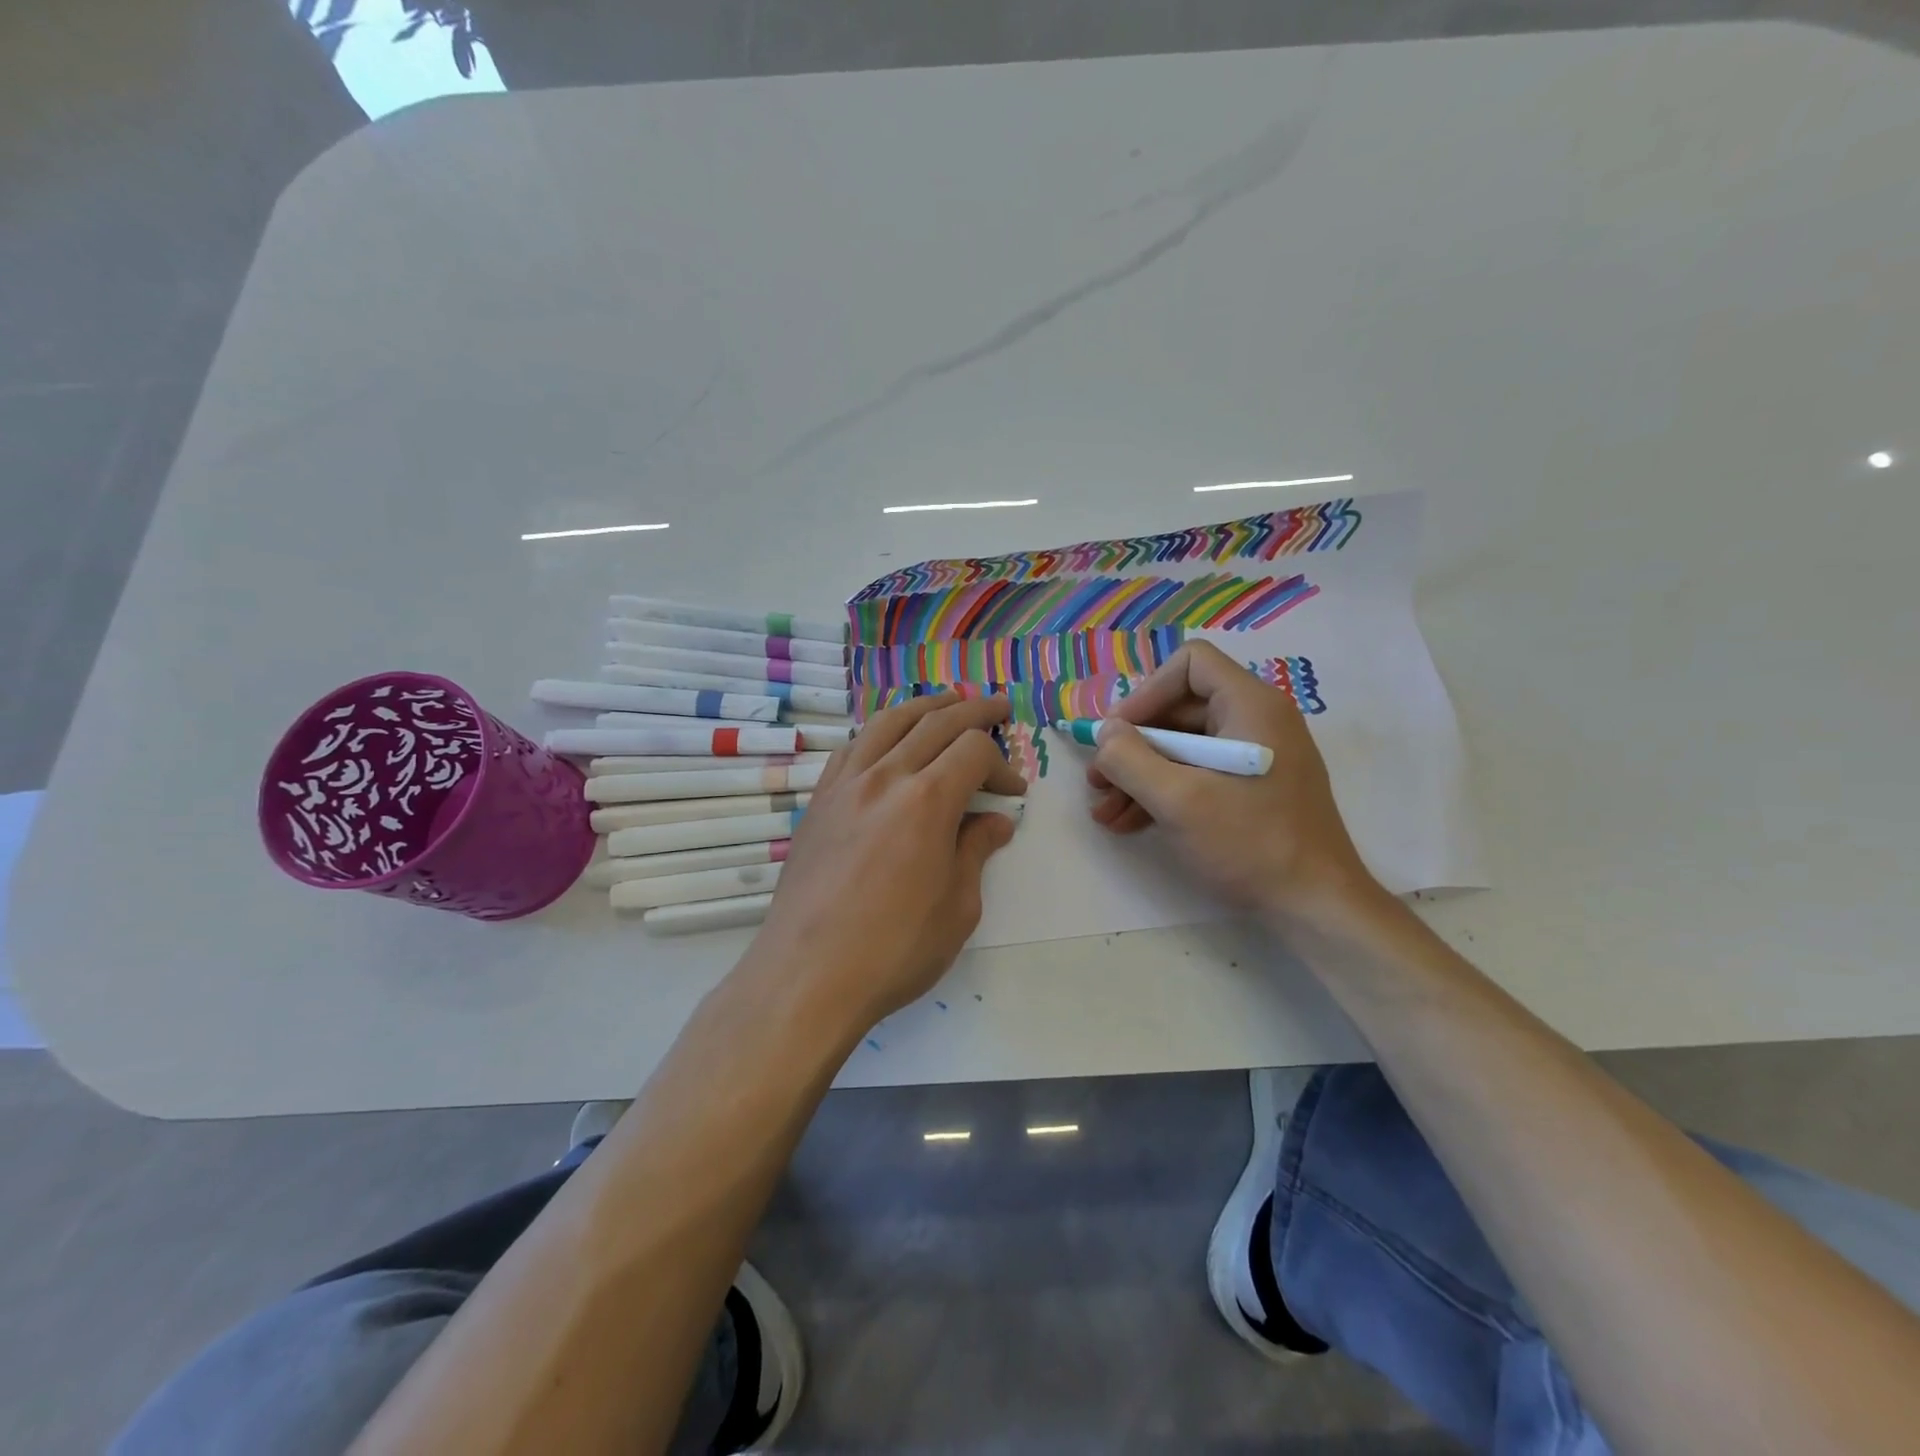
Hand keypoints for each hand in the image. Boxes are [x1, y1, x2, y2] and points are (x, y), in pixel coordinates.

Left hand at [746, 693, 1027, 1033]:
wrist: (807, 975)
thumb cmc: (894, 950)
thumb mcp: (957, 907)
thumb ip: (976, 852)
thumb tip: (995, 821)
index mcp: (926, 801)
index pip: (973, 751)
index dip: (1001, 763)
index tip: (1013, 792)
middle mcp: (884, 777)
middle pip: (934, 721)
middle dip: (973, 711)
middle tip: (997, 707)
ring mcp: (845, 785)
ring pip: (888, 722)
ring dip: (924, 706)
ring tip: (948, 702)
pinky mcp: (819, 801)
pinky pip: (852, 747)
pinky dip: (879, 732)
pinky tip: (888, 740)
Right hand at [1086, 641, 1380, 922]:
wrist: (1316, 908)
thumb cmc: (1250, 844)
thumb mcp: (1178, 800)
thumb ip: (1130, 759)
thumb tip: (1104, 732)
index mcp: (1250, 706)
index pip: (1190, 665)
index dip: (1145, 693)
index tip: (1117, 735)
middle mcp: (1256, 721)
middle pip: (1179, 709)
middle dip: (1132, 746)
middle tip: (1097, 780)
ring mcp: (1256, 756)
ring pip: (1183, 747)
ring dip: (1139, 775)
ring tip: (1105, 811)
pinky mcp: (1252, 788)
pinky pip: (1198, 774)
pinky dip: (1162, 792)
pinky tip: (1128, 823)